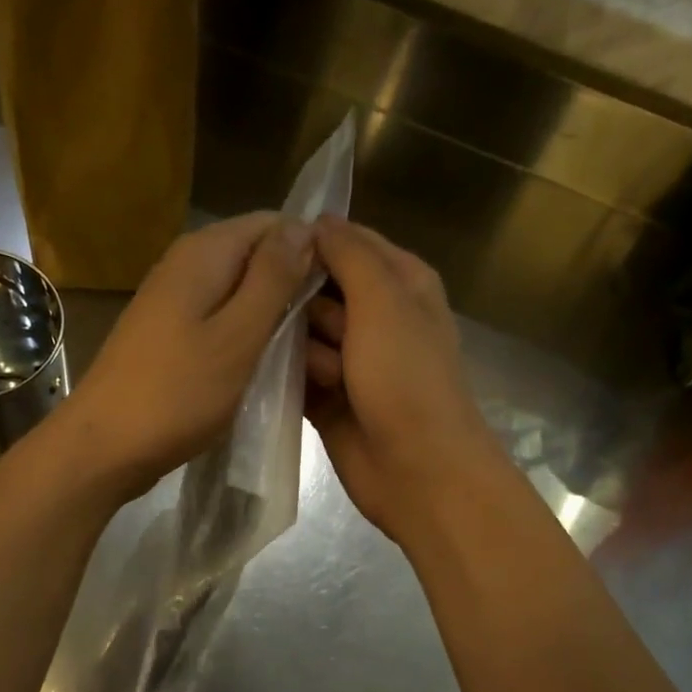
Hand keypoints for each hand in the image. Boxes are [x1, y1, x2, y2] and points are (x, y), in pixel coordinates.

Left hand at [41, 212, 315, 505]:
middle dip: (294, 288)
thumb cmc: (176, 394)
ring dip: (272, 318)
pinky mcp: (169, 334)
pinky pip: (220, 321)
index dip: (311, 252)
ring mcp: (173, 301)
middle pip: (256, 258)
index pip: (274, 224)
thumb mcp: (238, 336)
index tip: (337, 297)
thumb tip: (304, 226)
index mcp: (204, 253)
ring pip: (240, 293)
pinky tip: (263, 368)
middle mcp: (186, 265)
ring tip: (302, 357)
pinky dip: (245, 338)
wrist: (104, 446)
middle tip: (324, 337)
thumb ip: (272, 279)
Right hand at [306, 216, 508, 545]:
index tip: (272, 251)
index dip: (312, 244)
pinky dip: (286, 377)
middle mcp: (377, 318)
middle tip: (298, 322)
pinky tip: (274, 381)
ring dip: (297, 348)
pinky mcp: (329, 399)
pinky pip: (295, 375)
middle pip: (318, 290)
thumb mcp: (385, 301)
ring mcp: (352, 362)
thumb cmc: (407, 379)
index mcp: (402, 284)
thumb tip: (317, 220)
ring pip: (302, 334)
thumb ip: (350, 255)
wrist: (418, 471)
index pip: (349, 243)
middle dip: (301, 303)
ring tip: (317, 372)